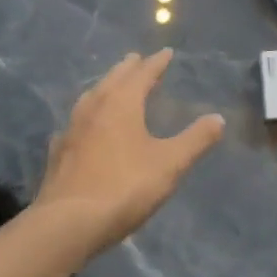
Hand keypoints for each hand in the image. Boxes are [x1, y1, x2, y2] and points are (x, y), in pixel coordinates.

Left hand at [34, 49, 225, 254]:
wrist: (67, 223)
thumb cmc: (124, 187)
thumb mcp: (170, 164)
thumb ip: (195, 140)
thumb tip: (218, 118)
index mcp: (122, 102)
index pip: (143, 73)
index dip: (157, 63)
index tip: (166, 53)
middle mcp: (94, 106)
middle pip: (113, 78)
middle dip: (129, 68)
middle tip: (138, 60)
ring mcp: (72, 128)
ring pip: (91, 96)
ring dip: (106, 87)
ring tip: (113, 87)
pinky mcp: (58, 151)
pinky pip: (76, 123)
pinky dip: (86, 116)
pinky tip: (84, 128)